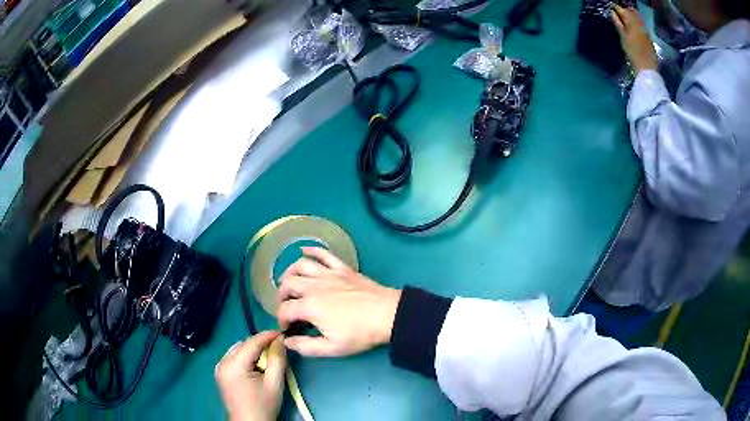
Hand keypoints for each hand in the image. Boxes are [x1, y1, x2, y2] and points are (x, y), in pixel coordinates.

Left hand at [215, 331, 285, 420]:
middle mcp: (222, 362)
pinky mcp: (220, 373)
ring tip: (268, 358)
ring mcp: (219, 367)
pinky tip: (256, 366)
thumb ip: (278, 360)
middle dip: (260, 344)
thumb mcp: (274, 383)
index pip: (251, 342)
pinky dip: (245, 358)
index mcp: (233, 365)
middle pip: (243, 344)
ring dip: (253, 350)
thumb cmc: (263, 406)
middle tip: (277, 348)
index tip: (283, 332)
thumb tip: (280, 340)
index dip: (267, 335)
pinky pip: (234, 357)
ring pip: (238, 349)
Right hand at [276, 247, 401, 356]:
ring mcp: (328, 274)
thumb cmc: (360, 333)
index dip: (281, 319)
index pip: (284, 310)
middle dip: (281, 295)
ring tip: (288, 281)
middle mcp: (314, 286)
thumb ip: (306, 346)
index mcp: (309, 307)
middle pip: (287, 284)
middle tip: (285, 305)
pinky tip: (304, 251)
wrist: (387, 315)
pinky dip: (311, 250)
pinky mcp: (342, 268)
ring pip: (300, 265)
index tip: (287, 328)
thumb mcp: (332, 348)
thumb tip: (287, 342)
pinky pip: (323, 254)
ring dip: (289, 272)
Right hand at [612, 5, 657, 72]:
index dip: (615, 7)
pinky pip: (641, 24)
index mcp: (632, 22)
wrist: (647, 68)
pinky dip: (636, 21)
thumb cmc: (633, 53)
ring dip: (631, 15)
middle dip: (625, 9)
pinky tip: (633, 25)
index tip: (610, 6)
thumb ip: (618, 24)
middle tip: (618, 11)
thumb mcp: (623, 38)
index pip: (621, 9)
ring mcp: (645, 30)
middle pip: (631, 11)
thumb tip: (612, 12)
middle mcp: (639, 23)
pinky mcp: (648, 36)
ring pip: (637, 17)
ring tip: (625, 17)